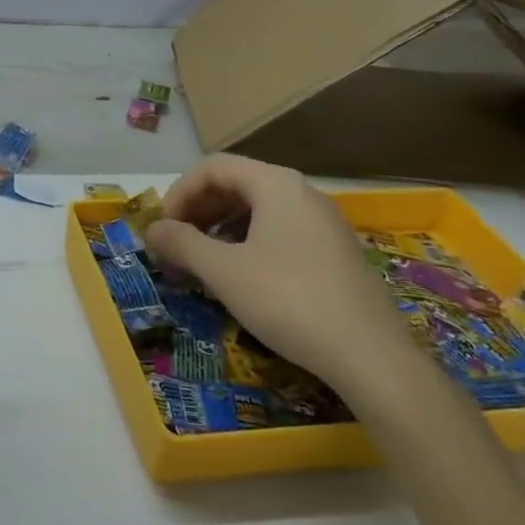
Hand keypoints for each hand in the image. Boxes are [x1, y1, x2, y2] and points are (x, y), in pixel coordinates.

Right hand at [145, 155, 413, 396]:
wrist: (372, 357)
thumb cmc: (288, 300)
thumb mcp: (223, 271)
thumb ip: (181, 243)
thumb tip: (152, 230)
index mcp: (276, 185)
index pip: (213, 168)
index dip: (179, 192)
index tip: (162, 227)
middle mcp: (302, 193)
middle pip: (236, 185)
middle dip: (199, 211)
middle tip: (176, 244)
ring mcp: (324, 223)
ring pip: (258, 210)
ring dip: (221, 229)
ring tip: (202, 261)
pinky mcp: (336, 253)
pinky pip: (280, 232)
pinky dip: (249, 243)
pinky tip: (240, 276)